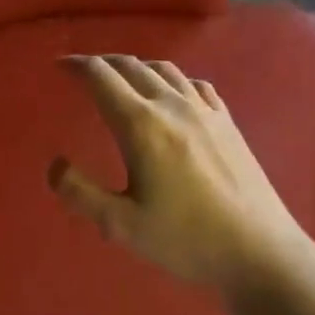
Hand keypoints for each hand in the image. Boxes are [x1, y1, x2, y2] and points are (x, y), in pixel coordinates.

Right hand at [48, 55, 314, 301]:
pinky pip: (194, 84)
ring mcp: (205, 111)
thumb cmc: (186, 240)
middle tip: (82, 70)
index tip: (59, 66)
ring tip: (121, 78)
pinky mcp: (228, 122)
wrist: (260, 252)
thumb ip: (80, 193)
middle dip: (101, 63)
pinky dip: (171, 79)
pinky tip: (172, 93)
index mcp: (141, 125)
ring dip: (135, 67)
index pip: (101, 77)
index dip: (76, 65)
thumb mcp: (121, 226)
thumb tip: (55, 164)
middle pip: (131, 66)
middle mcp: (172, 106)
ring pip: (164, 70)